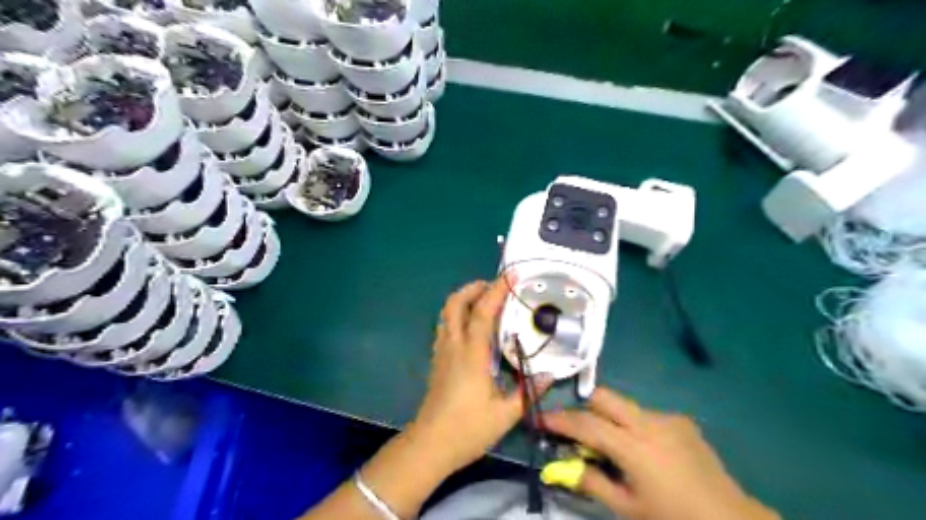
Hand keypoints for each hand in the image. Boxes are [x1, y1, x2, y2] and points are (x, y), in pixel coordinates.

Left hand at [405, 278, 548, 473]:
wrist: (429, 445)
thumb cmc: (467, 429)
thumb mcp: (505, 415)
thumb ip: (529, 392)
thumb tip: (549, 374)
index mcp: (471, 354)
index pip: (482, 312)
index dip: (497, 291)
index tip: (511, 276)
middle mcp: (453, 346)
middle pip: (455, 303)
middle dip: (473, 287)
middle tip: (495, 286)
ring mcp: (442, 351)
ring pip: (446, 313)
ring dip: (463, 299)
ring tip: (484, 300)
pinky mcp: (437, 360)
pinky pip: (445, 326)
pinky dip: (457, 314)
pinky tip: (472, 326)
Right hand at [545, 388, 778, 518]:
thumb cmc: (672, 519)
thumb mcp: (627, 508)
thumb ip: (591, 482)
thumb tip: (560, 466)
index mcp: (633, 447)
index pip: (586, 424)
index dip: (560, 420)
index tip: (541, 418)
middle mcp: (648, 423)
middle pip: (604, 397)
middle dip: (585, 407)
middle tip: (579, 430)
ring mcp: (667, 418)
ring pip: (625, 405)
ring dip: (611, 418)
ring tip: (616, 446)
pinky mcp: (681, 420)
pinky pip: (647, 415)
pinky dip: (635, 426)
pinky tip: (647, 451)